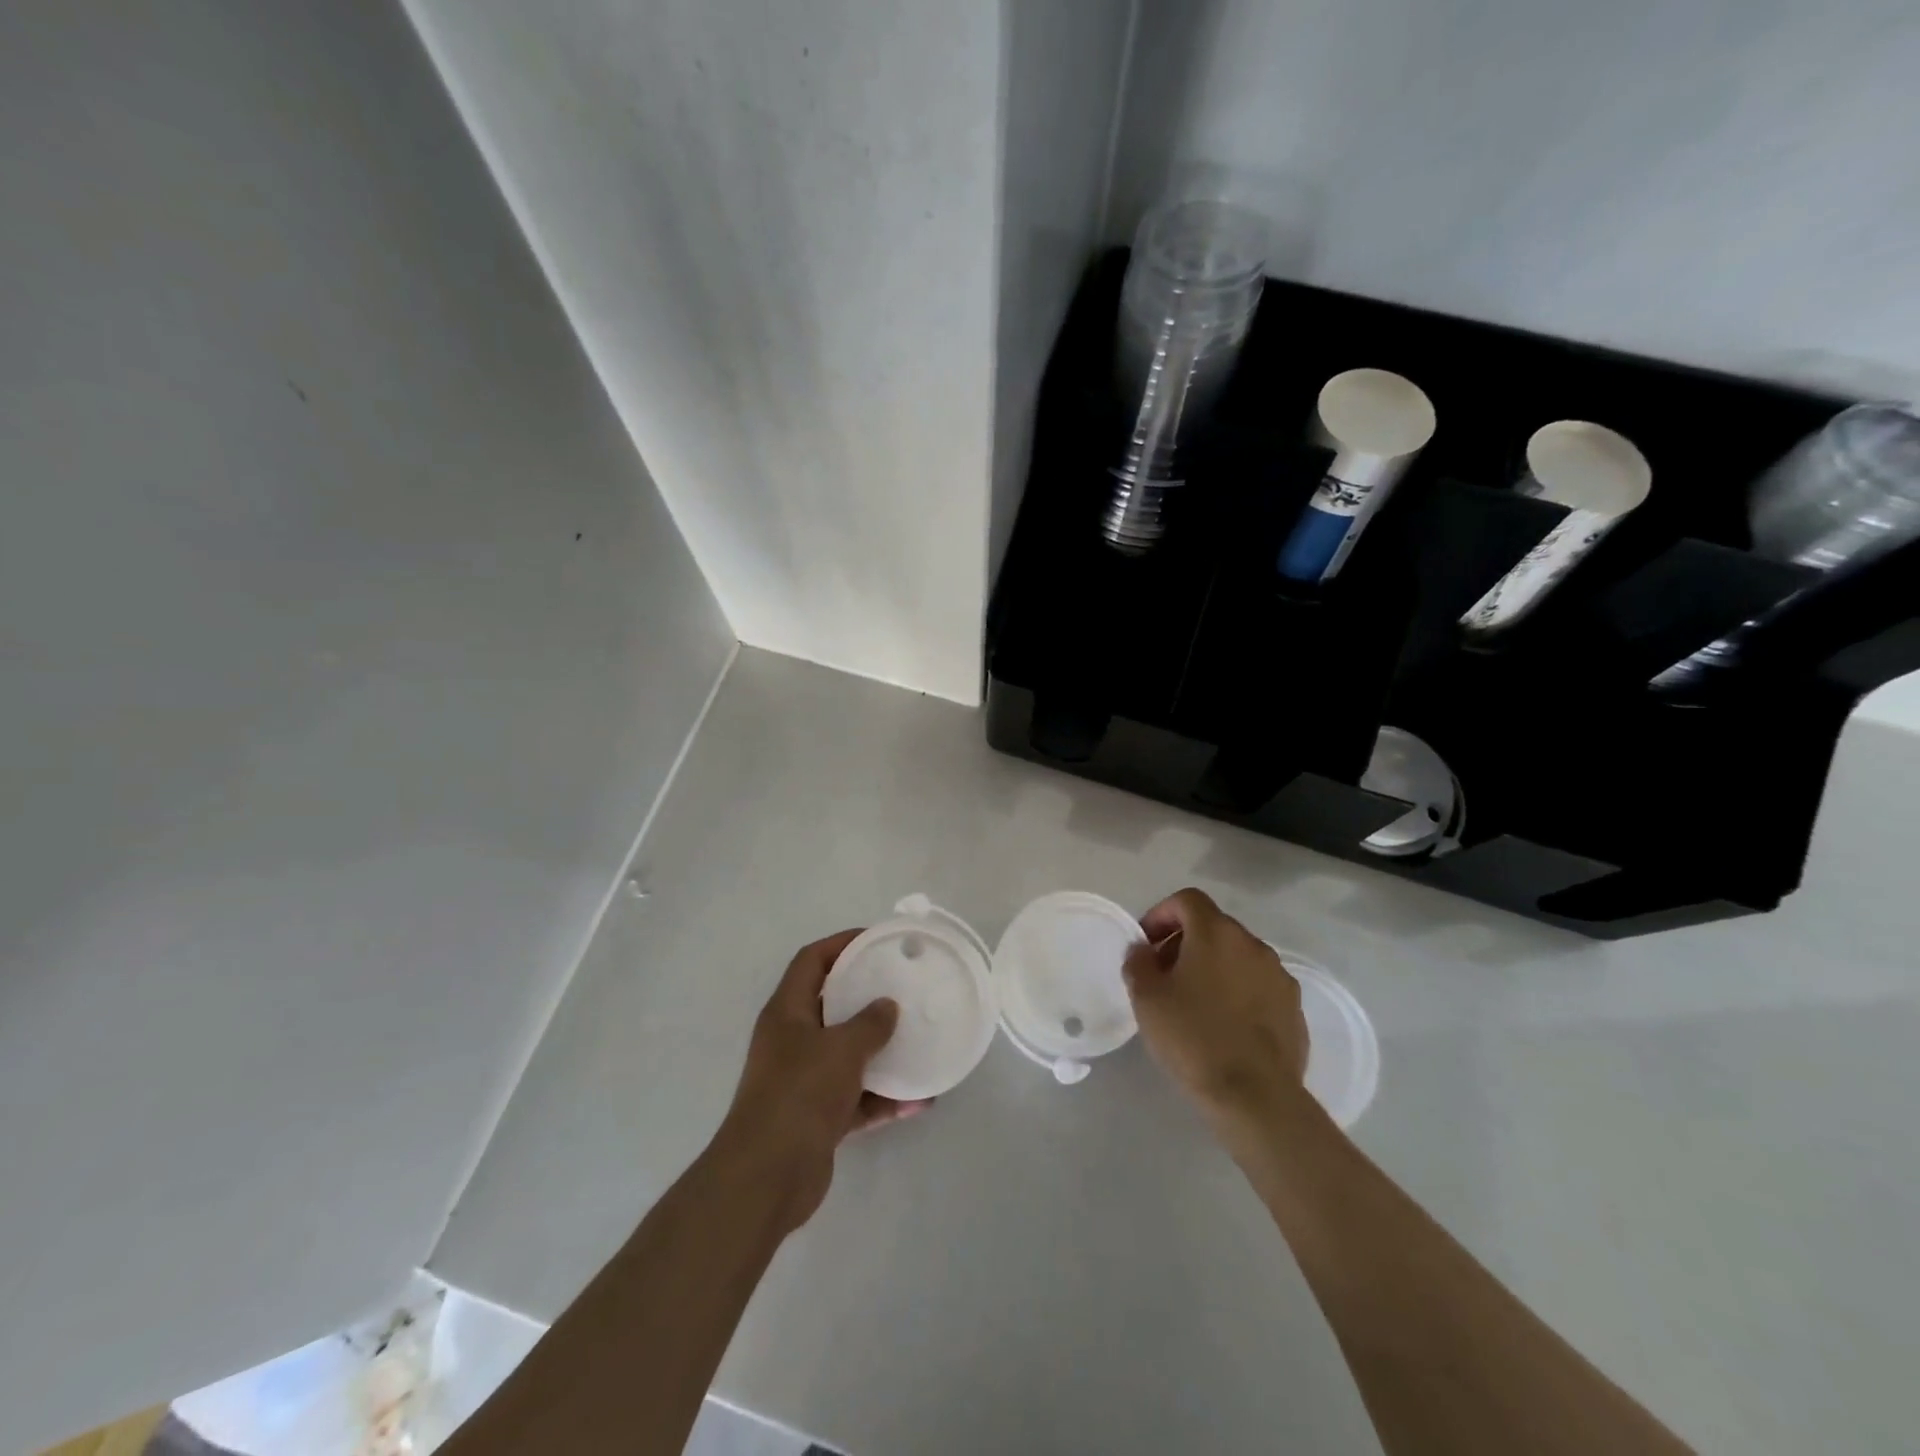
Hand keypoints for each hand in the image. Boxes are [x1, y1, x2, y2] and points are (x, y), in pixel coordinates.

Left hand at [710, 929, 931, 1234]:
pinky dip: (883, 1098)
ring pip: (847, 1055)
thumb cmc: (800, 1094)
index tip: (876, 940)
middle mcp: (792, 1041)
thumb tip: (887, 1007)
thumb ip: (869, 1024)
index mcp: (787, 1012)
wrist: (767, 1178)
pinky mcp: (816, 1119)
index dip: (841, 944)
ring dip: (881, 1052)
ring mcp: (803, 1081)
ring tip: (918, 1043)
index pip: (811, 961)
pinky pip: (856, 1098)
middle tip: (904, 988)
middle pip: (832, 1006)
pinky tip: (918, 1101)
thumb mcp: (841, 1049)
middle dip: (867, 997)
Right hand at [1123, 889, 1309, 1122]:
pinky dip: (1237, 992)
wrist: (1256, 1096)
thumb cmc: (1193, 1037)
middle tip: (1164, 975)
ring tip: (1194, 1003)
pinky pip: (1258, 985)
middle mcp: (1253, 944)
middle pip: (1213, 927)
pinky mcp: (1294, 1008)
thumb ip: (1138, 962)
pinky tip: (1224, 1026)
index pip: (1187, 900)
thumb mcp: (1147, 998)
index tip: (1146, 944)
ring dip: (1213, 967)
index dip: (1161, 914)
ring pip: (1238, 956)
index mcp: (1216, 933)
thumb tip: (1143, 950)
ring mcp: (1279, 976)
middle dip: (1185, 942)